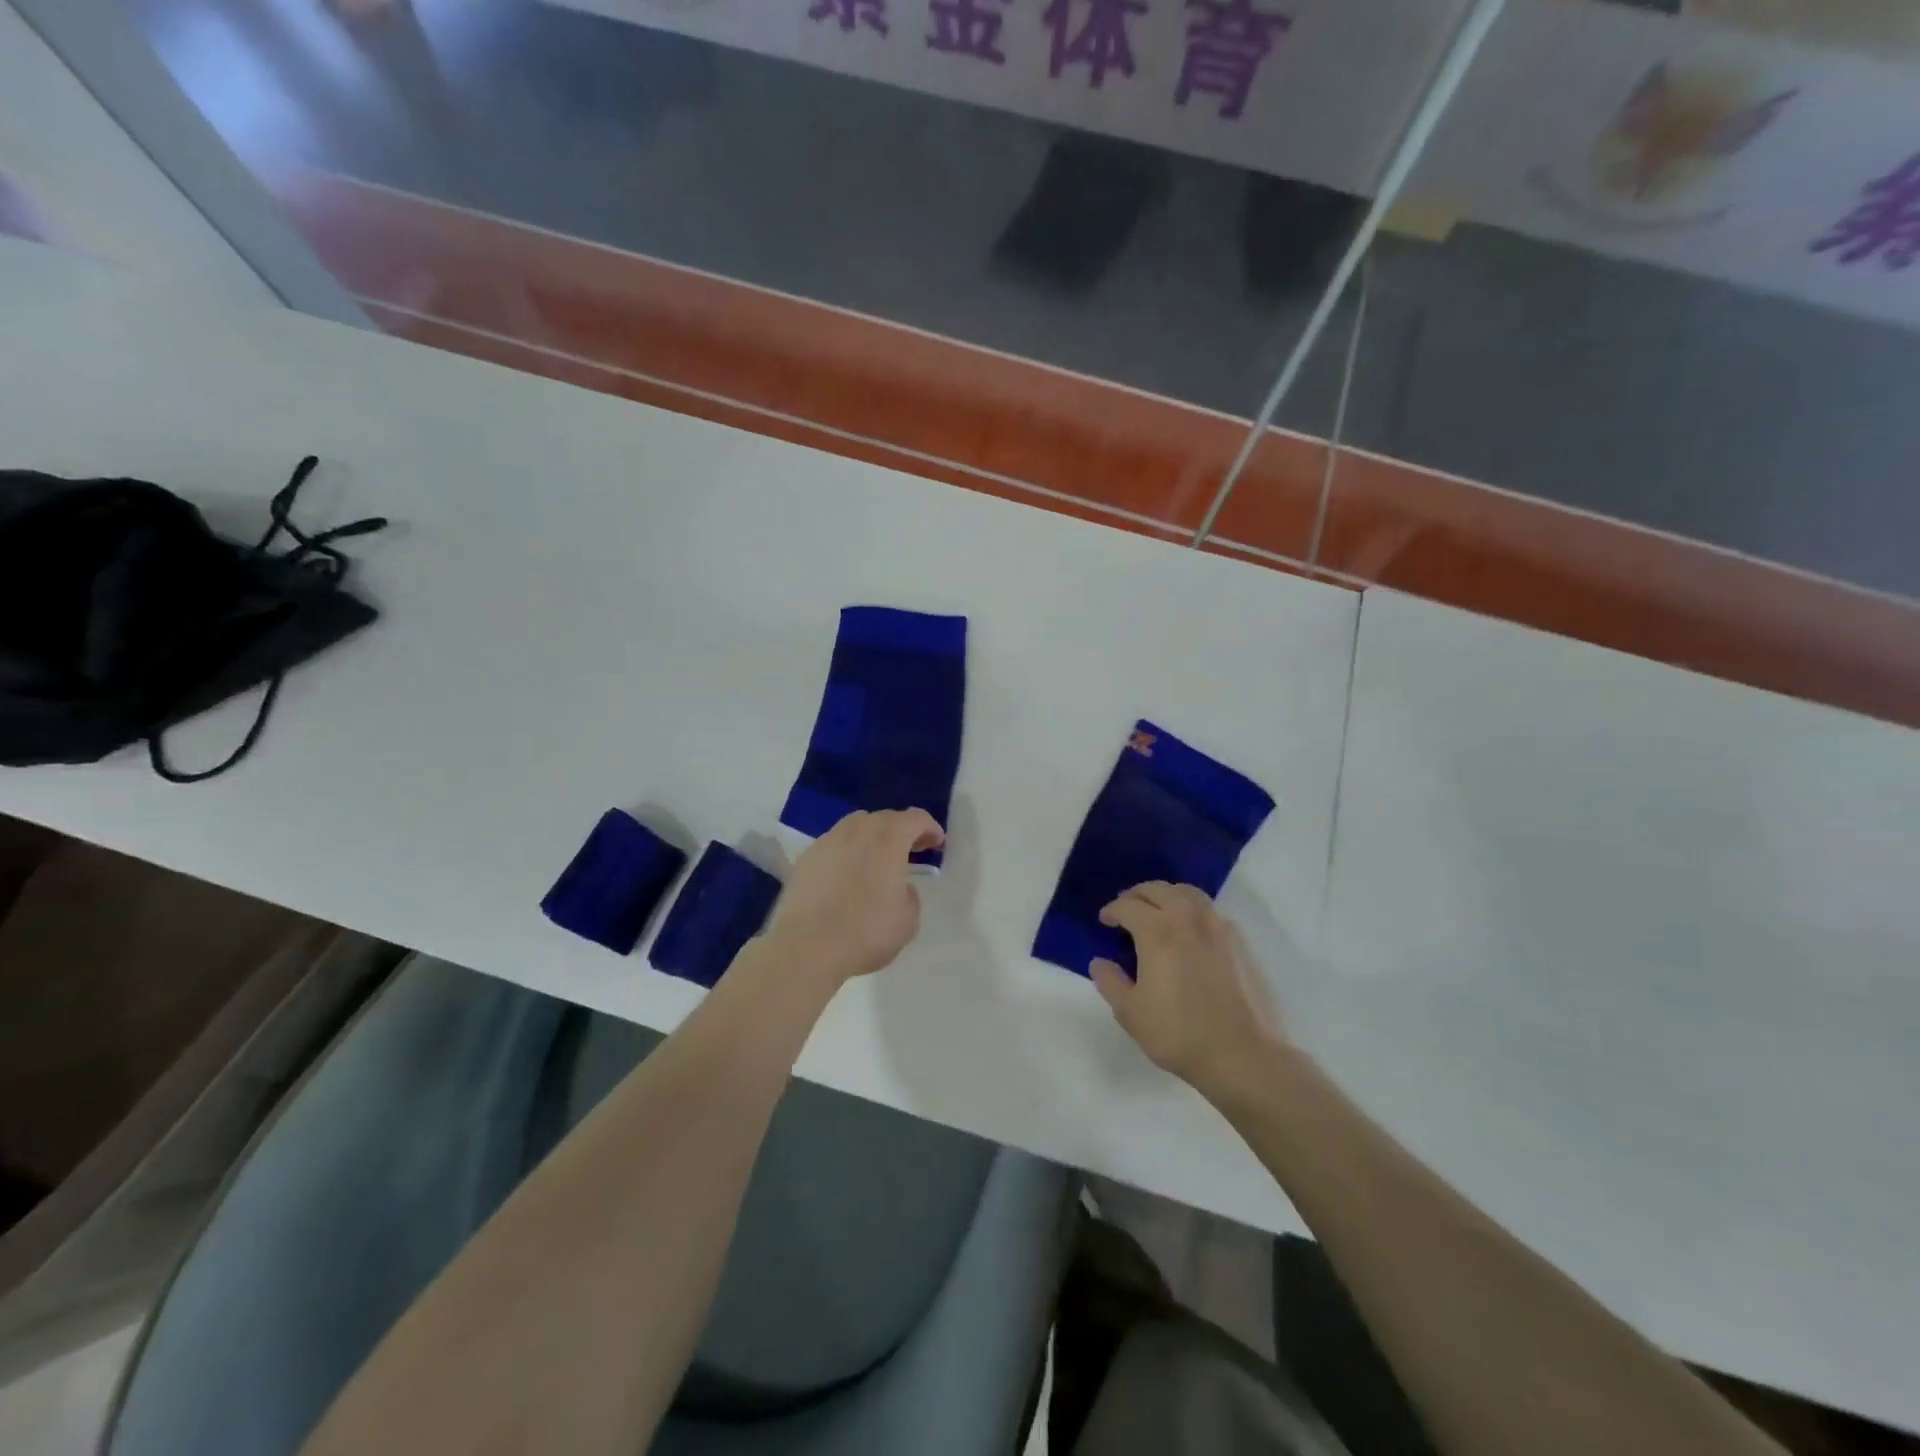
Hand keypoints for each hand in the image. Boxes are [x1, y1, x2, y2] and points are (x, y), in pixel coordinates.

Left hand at [765, 810, 944, 986]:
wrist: (806, 946)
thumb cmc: (866, 931)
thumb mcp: (908, 919)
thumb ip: (909, 894)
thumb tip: (898, 886)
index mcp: (889, 838)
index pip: (916, 818)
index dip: (930, 828)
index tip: (937, 843)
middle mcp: (857, 830)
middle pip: (885, 818)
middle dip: (902, 831)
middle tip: (912, 851)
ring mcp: (827, 841)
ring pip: (856, 828)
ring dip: (872, 839)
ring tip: (878, 862)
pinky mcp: (806, 859)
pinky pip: (835, 846)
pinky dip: (848, 854)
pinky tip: (848, 876)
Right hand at [1092, 882, 1287, 1098]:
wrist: (1244, 1055)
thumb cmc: (1179, 1034)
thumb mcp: (1130, 1013)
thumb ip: (1110, 982)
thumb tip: (1100, 962)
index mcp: (1157, 931)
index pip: (1128, 906)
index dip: (1112, 910)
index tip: (1105, 920)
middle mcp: (1188, 919)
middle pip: (1159, 890)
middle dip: (1137, 895)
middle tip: (1126, 908)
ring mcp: (1218, 927)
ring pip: (1188, 893)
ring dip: (1167, 895)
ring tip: (1158, 911)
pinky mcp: (1239, 942)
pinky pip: (1209, 911)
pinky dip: (1192, 909)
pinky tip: (1188, 931)